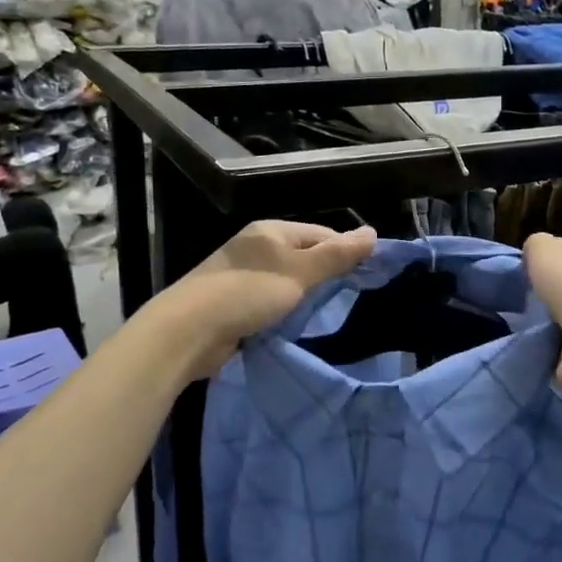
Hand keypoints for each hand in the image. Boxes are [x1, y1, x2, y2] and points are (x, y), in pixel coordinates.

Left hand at [153, 220, 376, 379]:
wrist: (188, 330)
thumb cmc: (248, 293)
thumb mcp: (300, 273)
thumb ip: (336, 255)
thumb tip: (373, 232)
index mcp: (272, 231)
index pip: (321, 234)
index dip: (346, 253)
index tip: (367, 278)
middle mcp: (256, 246)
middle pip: (304, 256)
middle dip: (325, 276)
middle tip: (349, 300)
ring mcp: (241, 274)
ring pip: (286, 281)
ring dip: (304, 296)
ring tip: (325, 315)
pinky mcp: (232, 301)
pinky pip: (269, 301)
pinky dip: (284, 311)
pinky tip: (293, 325)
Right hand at [523, 233, 561, 411]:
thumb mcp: (544, 248)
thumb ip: (536, 246)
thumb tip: (533, 258)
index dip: (557, 261)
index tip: (533, 272)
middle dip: (552, 295)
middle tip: (525, 300)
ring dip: (548, 324)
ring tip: (524, 324)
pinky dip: (549, 349)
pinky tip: (534, 346)